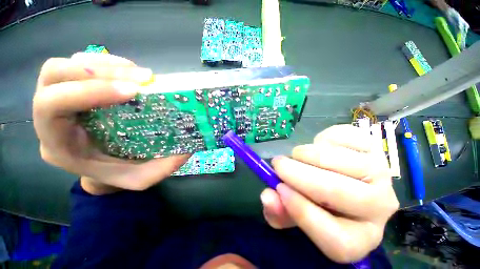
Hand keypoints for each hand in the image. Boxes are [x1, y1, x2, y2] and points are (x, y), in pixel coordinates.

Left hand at [33, 53, 189, 193]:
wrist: (104, 168)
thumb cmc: (118, 174)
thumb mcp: (142, 178)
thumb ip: (165, 166)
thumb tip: (191, 143)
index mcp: (58, 144)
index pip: (53, 106)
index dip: (90, 91)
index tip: (133, 91)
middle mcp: (49, 117)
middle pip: (54, 74)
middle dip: (98, 71)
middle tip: (141, 79)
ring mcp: (59, 98)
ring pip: (66, 64)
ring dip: (106, 64)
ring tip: (141, 75)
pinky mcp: (73, 88)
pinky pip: (80, 62)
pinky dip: (107, 62)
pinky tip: (131, 72)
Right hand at [260, 125, 398, 262]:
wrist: (342, 178)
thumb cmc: (316, 201)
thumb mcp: (293, 212)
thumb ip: (278, 210)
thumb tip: (267, 196)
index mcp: (358, 238)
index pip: (336, 238)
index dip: (301, 211)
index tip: (279, 188)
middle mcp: (378, 209)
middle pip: (338, 191)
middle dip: (298, 174)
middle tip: (277, 163)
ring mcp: (381, 174)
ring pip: (338, 159)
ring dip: (307, 153)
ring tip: (297, 155)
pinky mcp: (375, 147)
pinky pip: (343, 138)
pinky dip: (322, 138)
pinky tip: (319, 146)